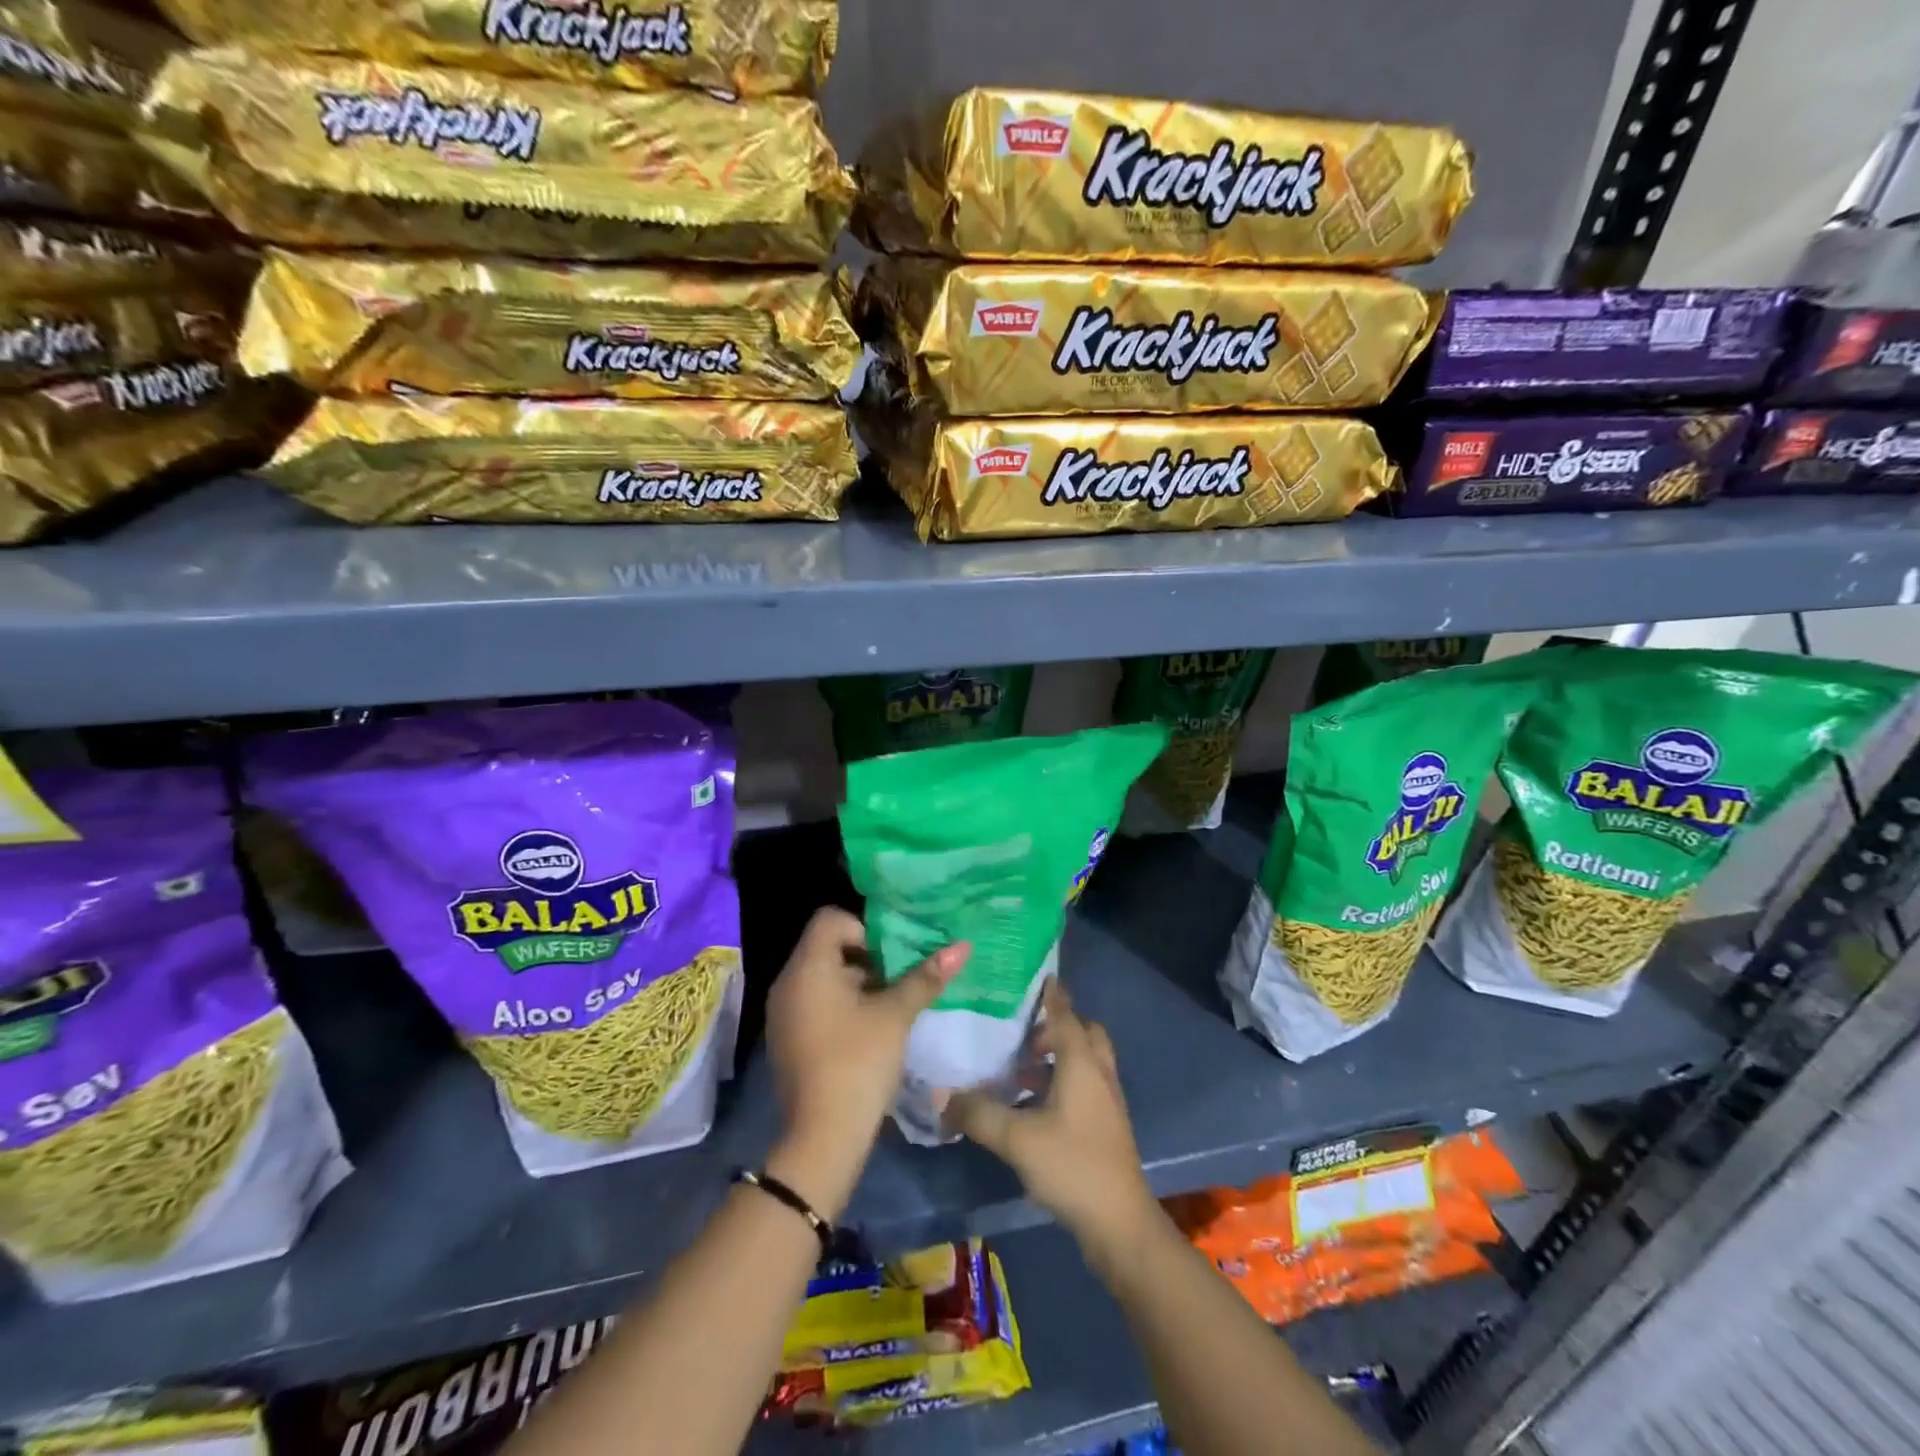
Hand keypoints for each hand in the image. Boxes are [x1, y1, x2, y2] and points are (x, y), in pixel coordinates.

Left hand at [762, 907, 968, 1220]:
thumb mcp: (896, 1015)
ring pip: (823, 977)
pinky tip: (869, 1030)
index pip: (830, 919)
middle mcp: (787, 982)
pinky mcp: (786, 1038)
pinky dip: (841, 1005)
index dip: (865, 928)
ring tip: (891, 1005)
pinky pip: (814, 1002)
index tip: (892, 956)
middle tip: (900, 978)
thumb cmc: (859, 1062)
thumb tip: (962, 946)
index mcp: (807, 967)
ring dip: (857, 983)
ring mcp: (782, 1012)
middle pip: (828, 947)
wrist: (823, 1137)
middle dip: (867, 958)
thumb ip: (926, 977)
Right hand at [949, 981, 1158, 1267]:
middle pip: (1084, 1033)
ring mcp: (1107, 1101)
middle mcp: (1099, 1073)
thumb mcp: (1017, 1139)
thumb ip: (978, 1113)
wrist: (1120, 1224)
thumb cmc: (1072, 1166)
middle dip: (1057, 1026)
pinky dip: (1064, 1079)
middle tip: (1024, 1033)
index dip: (1052, 995)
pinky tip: (1035, 1103)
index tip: (1040, 975)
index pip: (1065, 1015)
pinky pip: (1086, 1084)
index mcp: (1082, 1064)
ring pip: (1086, 1060)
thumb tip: (940, 1093)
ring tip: (1022, 1069)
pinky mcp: (1106, 1125)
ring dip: (1059, 1055)